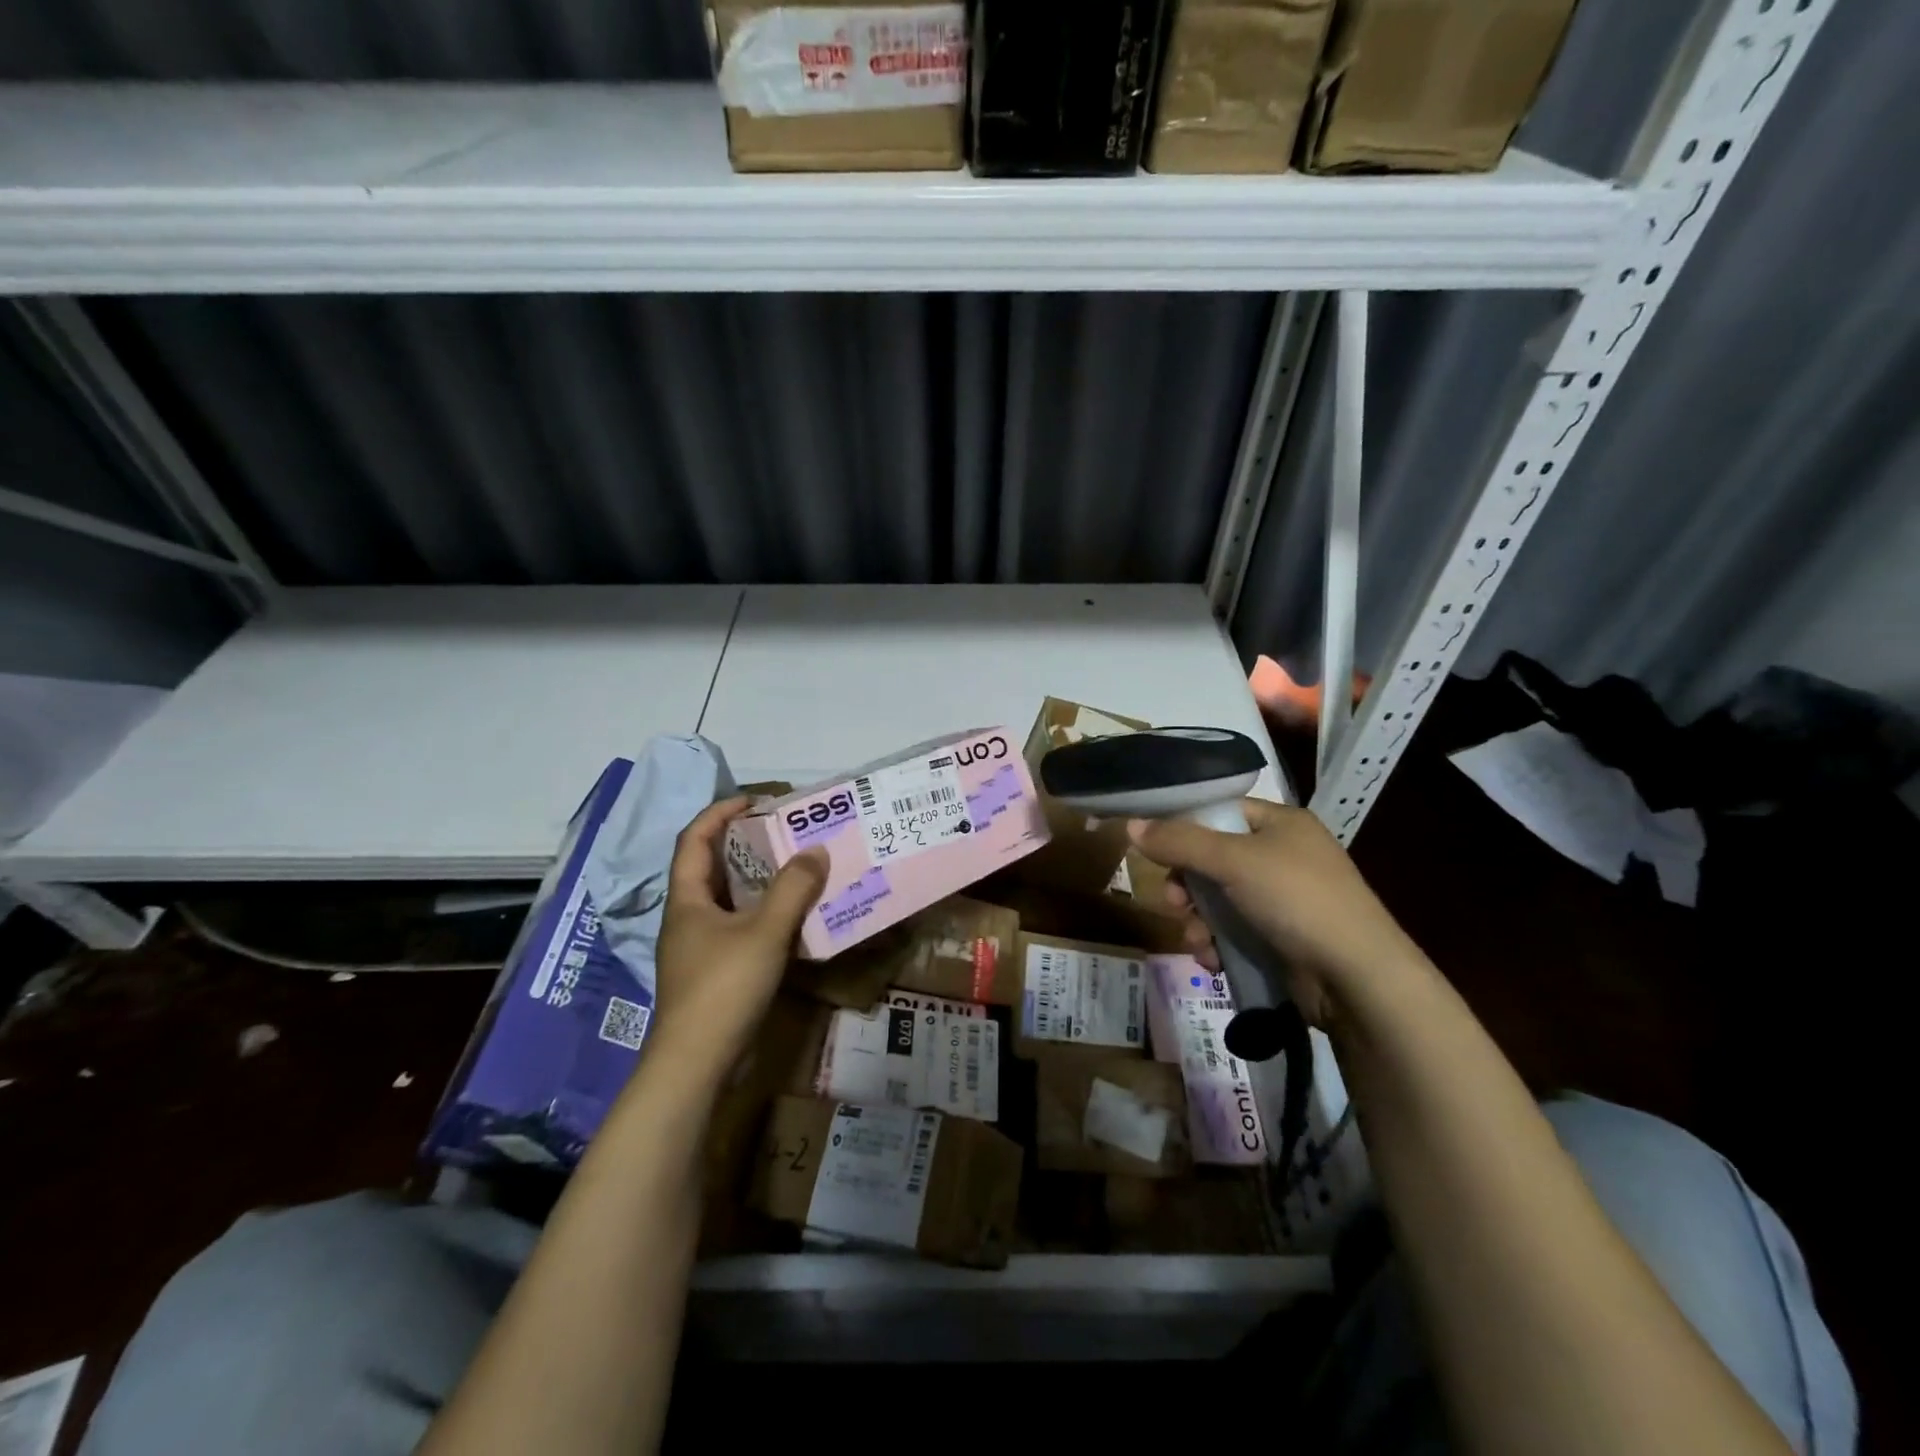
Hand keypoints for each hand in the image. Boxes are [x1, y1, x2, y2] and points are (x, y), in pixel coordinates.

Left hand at [651, 797, 826, 1082]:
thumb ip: (793, 888)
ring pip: (729, 900)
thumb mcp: (764, 931)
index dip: (721, 813)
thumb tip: (816, 850)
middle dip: (746, 845)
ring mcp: (700, 948)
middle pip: (712, 867)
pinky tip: (794, 918)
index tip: (756, 800)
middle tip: (786, 833)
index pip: (695, 839)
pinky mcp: (714, 972)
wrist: (696, 1064)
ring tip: (797, 868)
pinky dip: (764, 914)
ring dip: (759, 881)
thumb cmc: (723, 987)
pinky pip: (740, 928)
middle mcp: (688, 917)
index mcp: (687, 899)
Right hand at [1127, 799, 1422, 1029]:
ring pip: (1219, 899)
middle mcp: (1284, 855)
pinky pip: (1235, 930)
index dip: (1184, 828)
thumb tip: (1131, 825)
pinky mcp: (1283, 938)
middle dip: (1188, 885)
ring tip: (1198, 941)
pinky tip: (1213, 960)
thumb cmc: (1297, 900)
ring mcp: (1285, 899)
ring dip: (1199, 920)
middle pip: (1213, 859)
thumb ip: (1180, 841)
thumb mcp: (1233, 861)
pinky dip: (1218, 943)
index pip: (1219, 811)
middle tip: (1175, 903)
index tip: (1154, 850)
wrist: (1357, 978)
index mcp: (1281, 823)